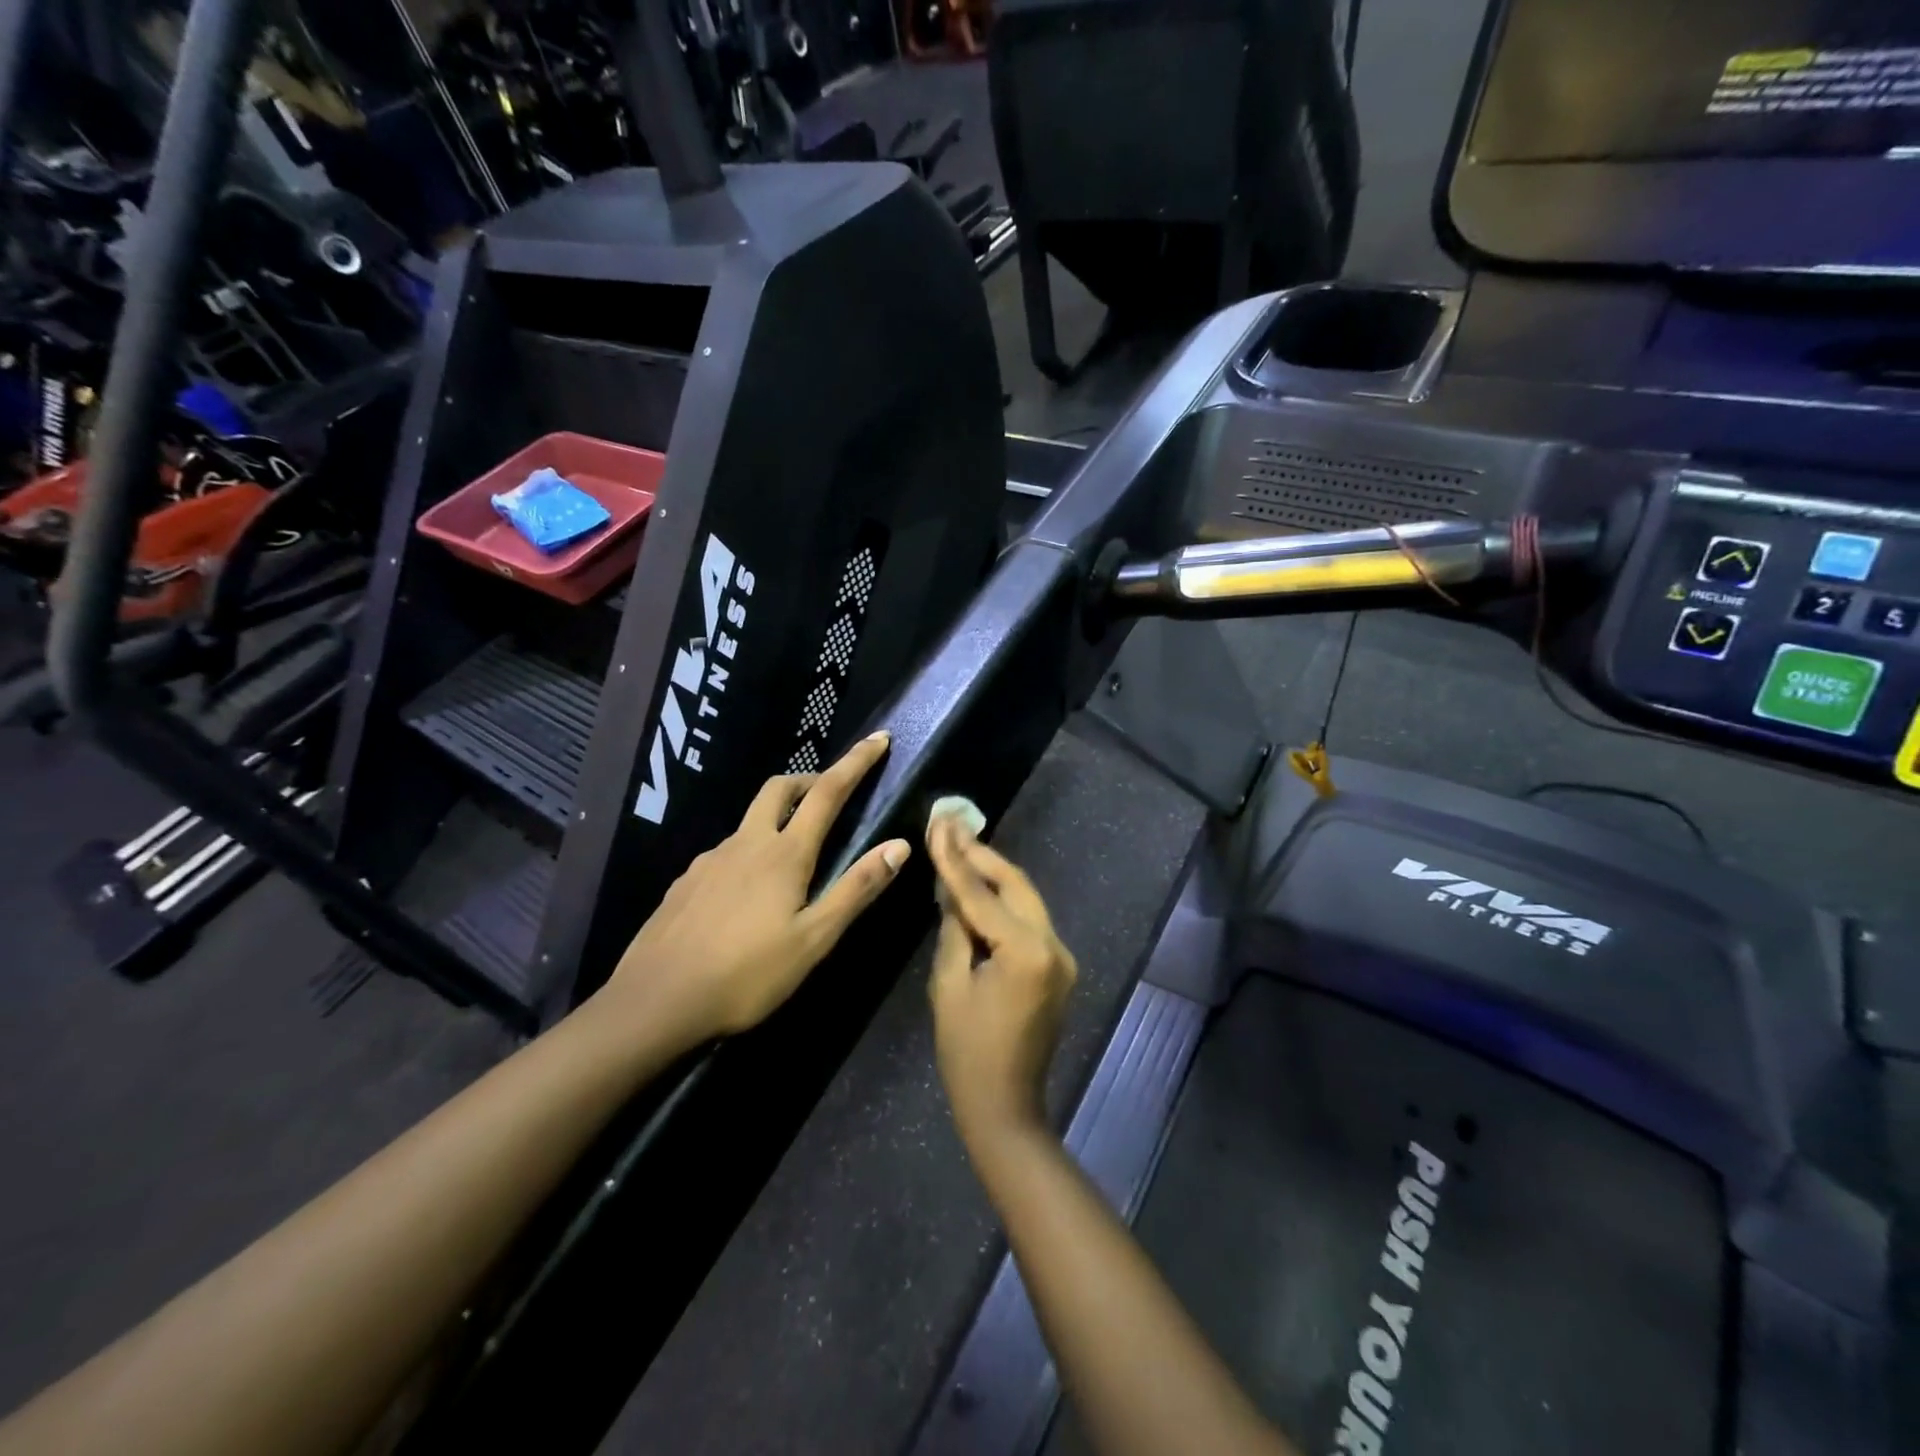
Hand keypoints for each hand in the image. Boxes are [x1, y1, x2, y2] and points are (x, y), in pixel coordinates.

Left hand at [604, 732, 910, 1042]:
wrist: (655, 1002)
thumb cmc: (746, 975)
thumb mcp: (814, 940)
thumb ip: (856, 889)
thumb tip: (899, 845)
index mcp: (784, 854)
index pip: (827, 792)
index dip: (856, 762)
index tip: (879, 739)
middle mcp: (746, 843)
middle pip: (780, 788)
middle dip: (810, 779)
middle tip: (831, 794)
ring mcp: (710, 860)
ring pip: (750, 821)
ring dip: (778, 818)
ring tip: (793, 857)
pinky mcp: (685, 881)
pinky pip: (726, 852)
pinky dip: (749, 852)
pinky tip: (747, 894)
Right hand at [927, 817, 1077, 1147]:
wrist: (1006, 1107)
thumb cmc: (967, 1052)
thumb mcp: (948, 986)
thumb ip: (954, 929)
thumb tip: (953, 892)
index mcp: (1026, 951)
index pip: (982, 894)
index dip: (955, 858)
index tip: (939, 823)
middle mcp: (1054, 945)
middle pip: (1015, 884)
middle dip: (981, 855)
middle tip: (950, 826)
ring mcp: (1062, 956)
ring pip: (1025, 899)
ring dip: (993, 875)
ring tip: (960, 847)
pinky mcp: (1059, 966)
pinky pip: (1029, 921)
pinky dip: (1004, 903)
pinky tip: (978, 890)